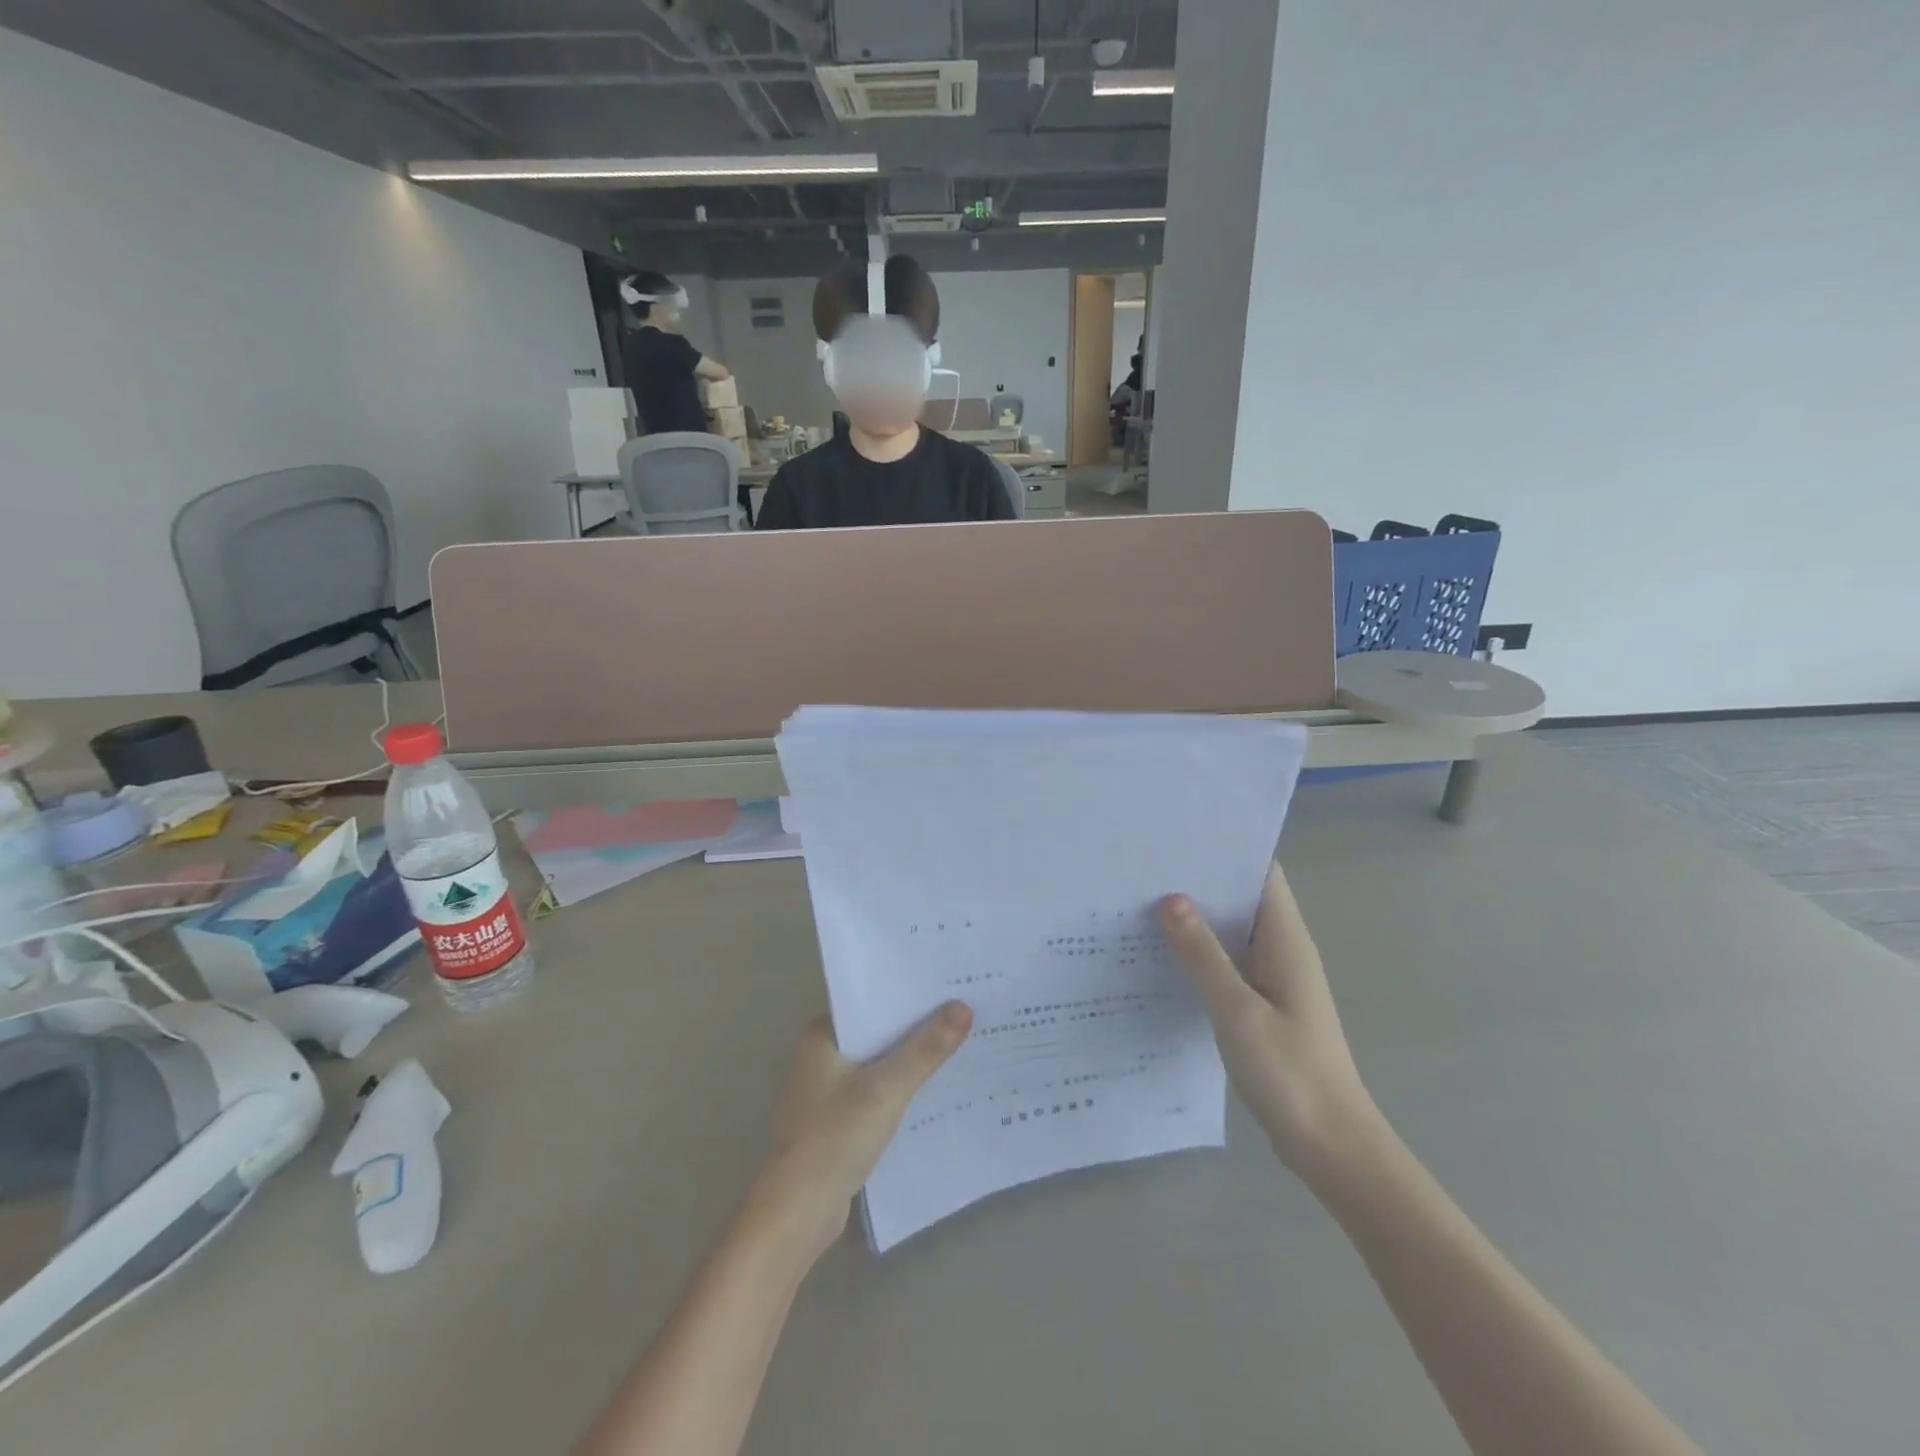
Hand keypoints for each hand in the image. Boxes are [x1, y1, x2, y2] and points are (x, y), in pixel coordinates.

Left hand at [750, 1004, 972, 1263]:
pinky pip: (876, 1092)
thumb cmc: (836, 1136)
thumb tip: (963, 1006)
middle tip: (964, 1012)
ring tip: (959, 1045)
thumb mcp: (887, 1087)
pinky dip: (900, 1090)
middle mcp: (821, 1056)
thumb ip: (926, 1048)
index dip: (908, 995)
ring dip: (910, 1060)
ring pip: (879, 1064)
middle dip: (916, 1027)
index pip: (871, 1002)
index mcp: (821, 1035)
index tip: (948, 987)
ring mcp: (827, 1091)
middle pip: (877, 1032)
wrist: (797, 1213)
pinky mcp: (837, 1122)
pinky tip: (934, 1090)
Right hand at [1160, 867, 1378, 1177]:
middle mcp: (1283, 950)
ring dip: (1197, 918)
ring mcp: (1274, 979)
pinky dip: (1201, 953)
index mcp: (1287, 940)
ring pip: (1233, 933)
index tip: (1179, 836)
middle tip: (1145, 867)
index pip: (1262, 873)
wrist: (1332, 1145)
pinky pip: (1229, 964)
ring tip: (1143, 901)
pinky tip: (1163, 956)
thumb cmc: (1290, 1073)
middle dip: (1201, 880)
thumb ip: (1203, 954)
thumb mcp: (1238, 1010)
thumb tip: (1171, 898)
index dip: (1227, 848)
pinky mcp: (1263, 1005)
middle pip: (1243, 898)